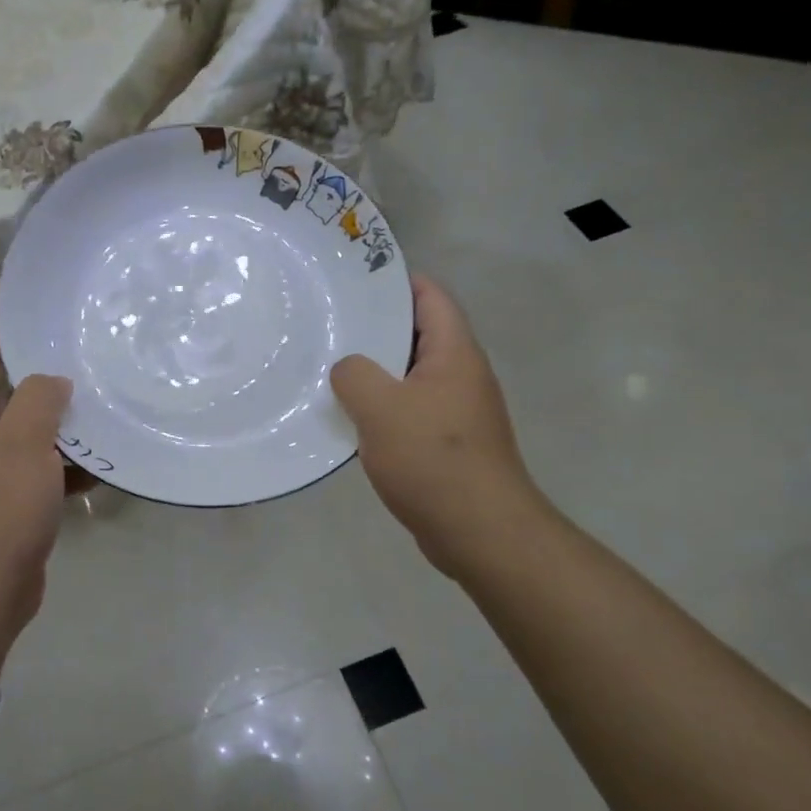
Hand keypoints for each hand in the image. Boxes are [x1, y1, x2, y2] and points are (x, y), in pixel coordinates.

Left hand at [0, 325, 72, 679]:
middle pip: (7, 396)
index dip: (2, 333)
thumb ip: (40, 398)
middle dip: (46, 382)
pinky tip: (103, 463)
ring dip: (63, 427)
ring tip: (106, 407)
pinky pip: (41, 472)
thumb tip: (54, 380)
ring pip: (30, 436)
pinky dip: (67, 467)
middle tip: (88, 360)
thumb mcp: (22, 442)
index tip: (41, 318)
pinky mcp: (11, 504)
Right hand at [330, 275, 545, 580]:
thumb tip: (348, 369)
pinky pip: (410, 408)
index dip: (396, 281)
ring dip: (375, 370)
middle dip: (376, 326)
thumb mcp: (381, 407)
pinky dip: (382, 405)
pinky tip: (350, 416)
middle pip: (418, 333)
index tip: (353, 279)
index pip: (430, 296)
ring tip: (330, 365)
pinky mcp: (448, 441)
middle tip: (329, 322)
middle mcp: (461, 374)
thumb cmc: (433, 458)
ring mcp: (457, 409)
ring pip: (410, 374)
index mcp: (454, 353)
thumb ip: (354, 374)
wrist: (481, 532)